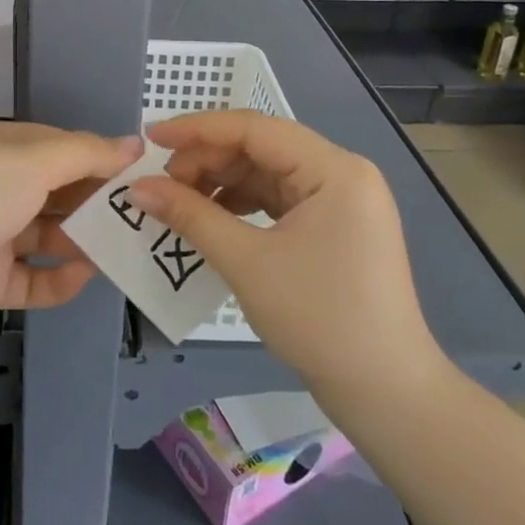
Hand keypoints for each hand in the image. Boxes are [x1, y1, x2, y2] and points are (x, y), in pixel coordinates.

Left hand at [0, 122, 142, 335]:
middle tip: (138, 216)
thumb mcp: (34, 159)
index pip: (55, 147)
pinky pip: (29, 278)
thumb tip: (134, 143)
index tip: (137, 174)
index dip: (95, 158)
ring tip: (121, 249)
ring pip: (43, 235)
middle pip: (52, 191)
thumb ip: (87, 153)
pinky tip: (84, 277)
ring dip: (79, 241)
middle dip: (92, 202)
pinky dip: (56, 279)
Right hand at [128, 111, 450, 427]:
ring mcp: (341, 201)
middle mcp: (341, 173)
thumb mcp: (247, 262)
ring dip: (221, 182)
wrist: (387, 395)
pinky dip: (241, 204)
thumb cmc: (320, 320)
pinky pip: (278, 198)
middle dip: (207, 160)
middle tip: (162, 183)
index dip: (197, 130)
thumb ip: (190, 215)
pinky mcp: (334, 226)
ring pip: (266, 172)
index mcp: (333, 168)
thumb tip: (137, 187)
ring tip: (180, 202)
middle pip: (260, 147)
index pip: (254, 128)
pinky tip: (211, 219)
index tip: (151, 138)